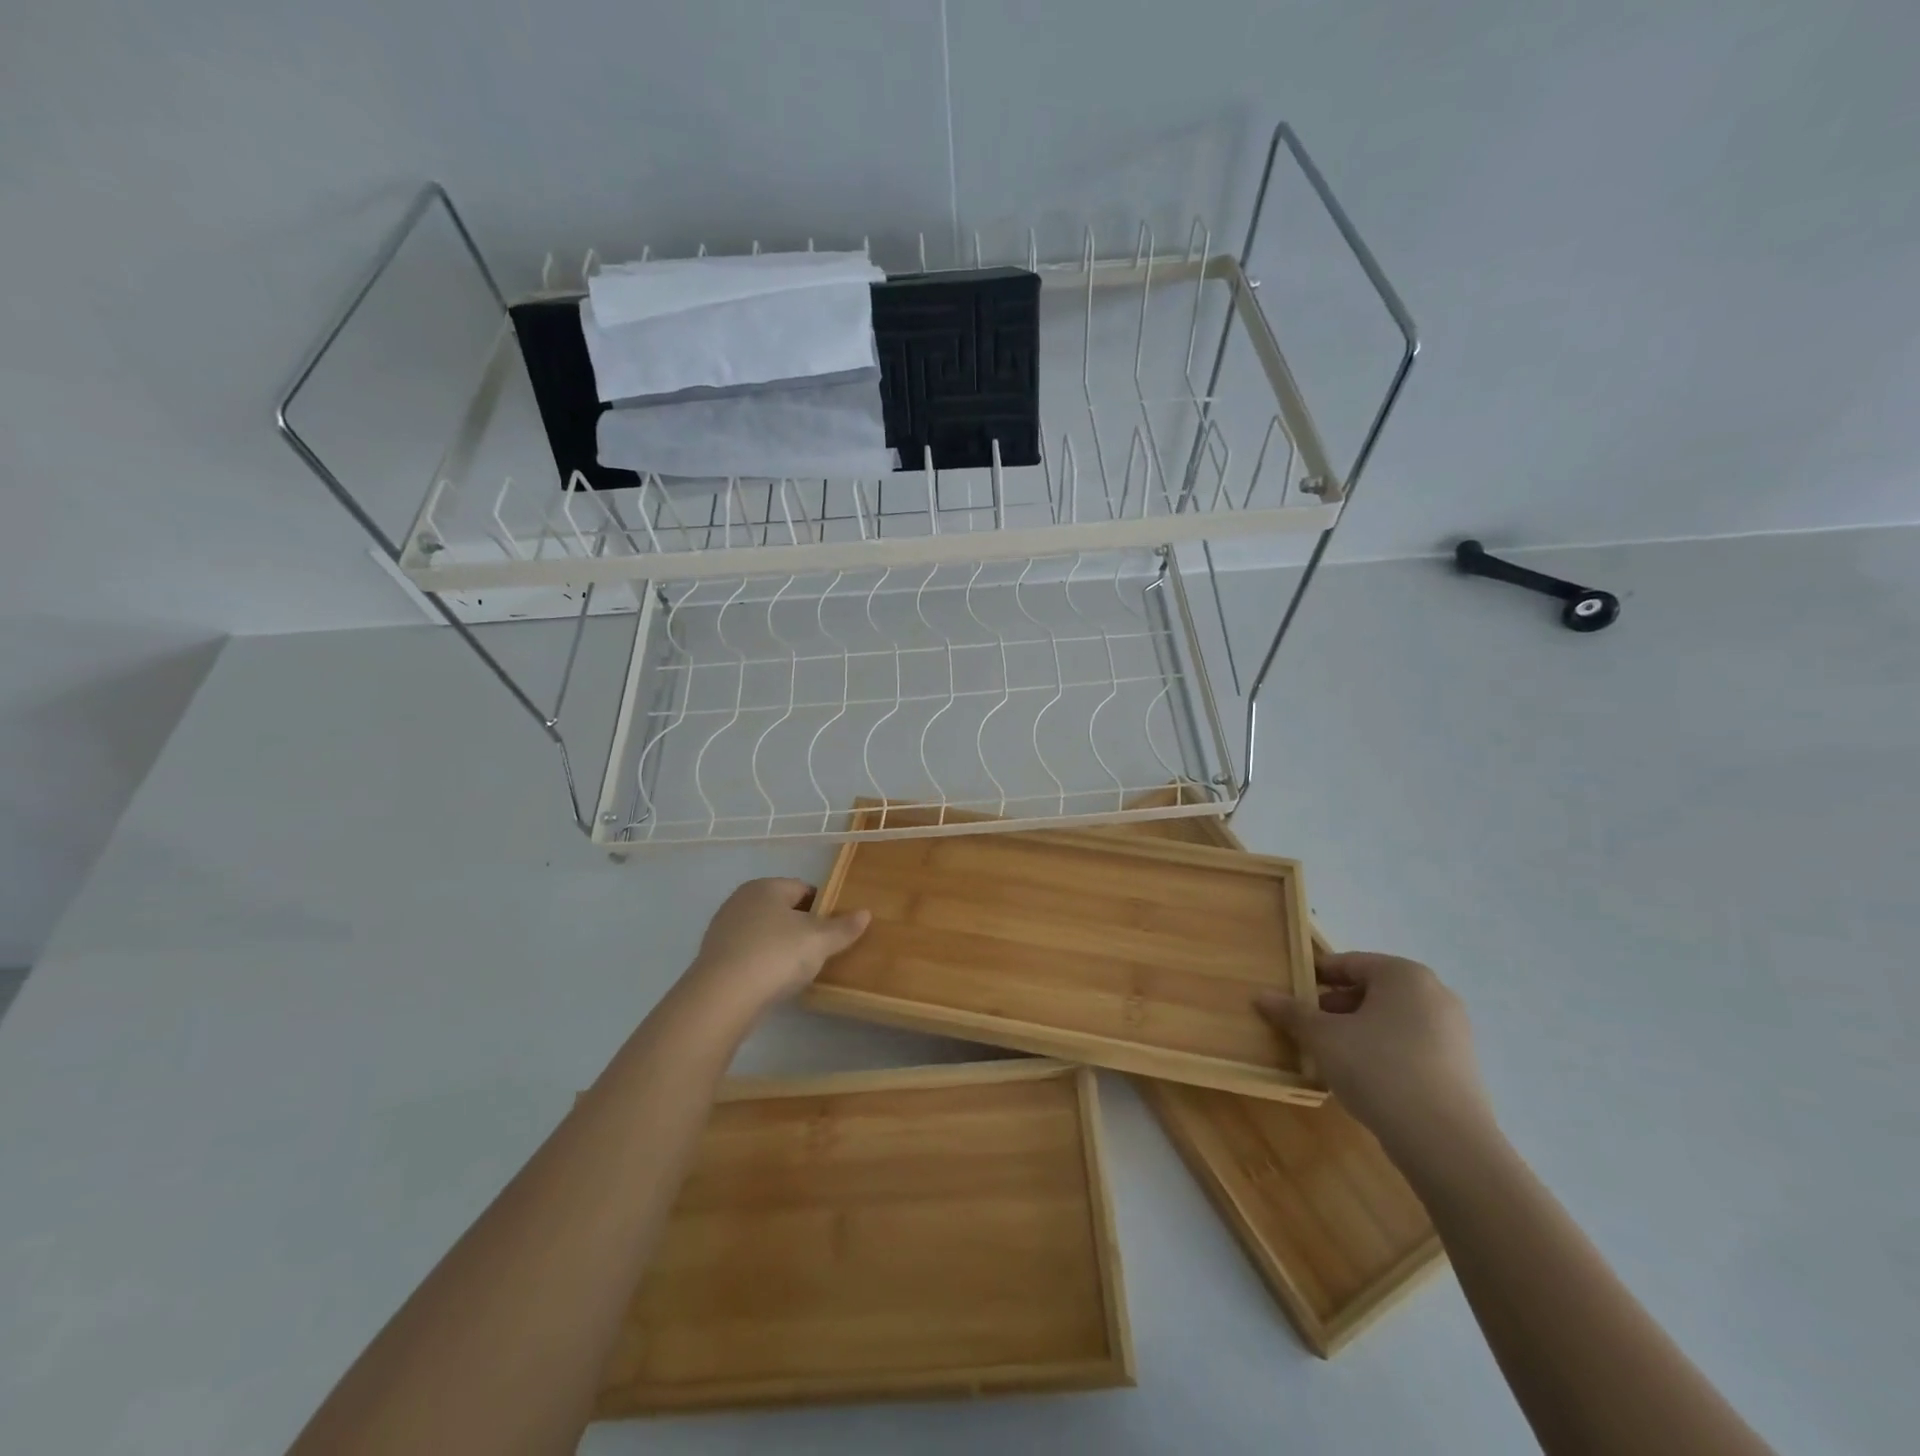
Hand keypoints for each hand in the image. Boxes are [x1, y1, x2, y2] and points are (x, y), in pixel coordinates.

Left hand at [684, 878, 870, 1015]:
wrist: (721, 998)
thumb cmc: (776, 955)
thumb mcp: (819, 941)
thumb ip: (843, 927)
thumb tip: (865, 913)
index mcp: (766, 886)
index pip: (803, 888)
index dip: (824, 907)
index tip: (836, 929)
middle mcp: (741, 900)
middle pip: (782, 910)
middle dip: (802, 927)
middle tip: (821, 950)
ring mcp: (723, 929)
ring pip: (764, 932)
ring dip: (781, 946)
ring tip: (799, 970)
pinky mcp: (714, 957)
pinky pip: (748, 954)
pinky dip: (762, 963)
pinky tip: (773, 982)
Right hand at [1258, 952, 1494, 1160]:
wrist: (1447, 1144)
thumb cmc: (1379, 1070)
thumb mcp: (1324, 1038)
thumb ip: (1292, 1013)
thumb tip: (1261, 996)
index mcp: (1404, 975)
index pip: (1349, 962)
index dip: (1315, 976)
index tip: (1291, 993)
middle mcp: (1435, 994)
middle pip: (1372, 990)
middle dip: (1336, 1006)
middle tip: (1307, 1027)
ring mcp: (1454, 1032)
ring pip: (1391, 1020)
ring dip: (1358, 1030)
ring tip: (1331, 1055)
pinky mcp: (1461, 1067)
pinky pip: (1411, 1046)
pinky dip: (1384, 1052)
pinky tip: (1364, 1078)